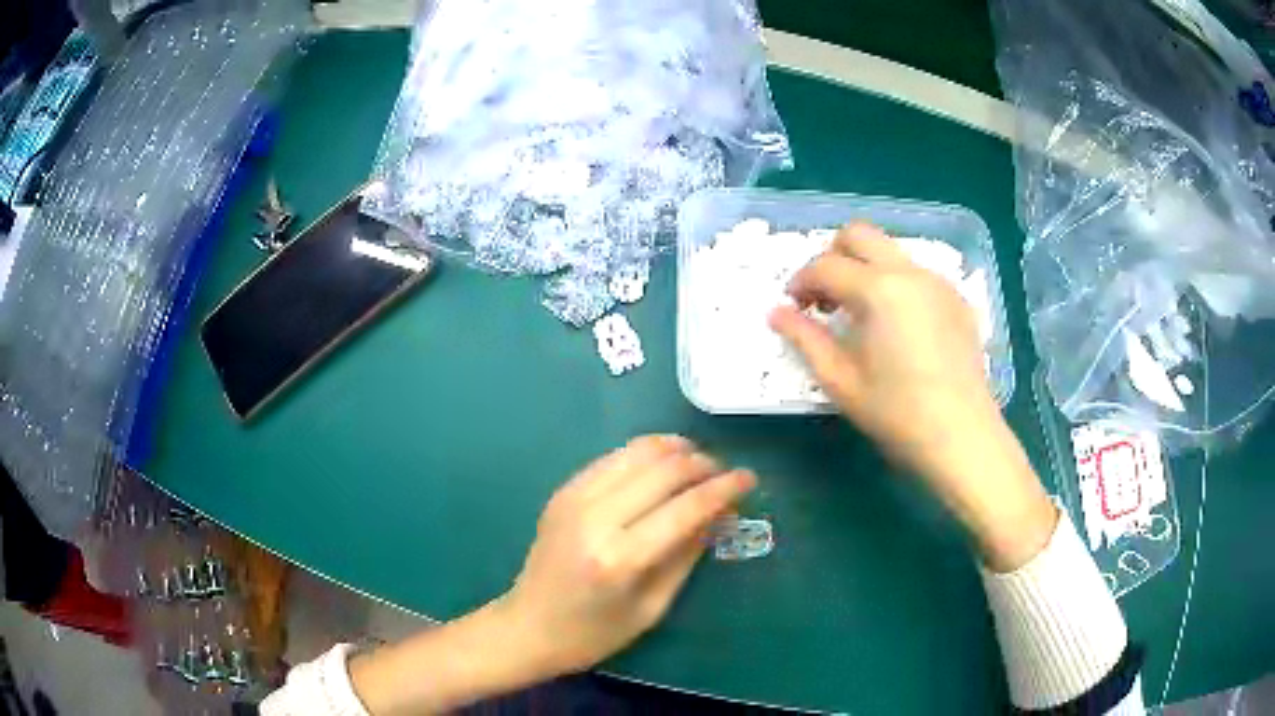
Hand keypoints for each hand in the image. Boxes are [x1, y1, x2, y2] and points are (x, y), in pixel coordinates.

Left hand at [497, 435, 755, 675]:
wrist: (528, 627)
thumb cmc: (595, 633)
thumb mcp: (652, 606)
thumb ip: (688, 554)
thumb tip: (721, 512)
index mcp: (620, 558)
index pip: (685, 507)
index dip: (723, 488)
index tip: (750, 478)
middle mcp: (595, 518)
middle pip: (662, 470)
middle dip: (702, 464)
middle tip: (725, 473)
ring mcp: (573, 499)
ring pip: (636, 452)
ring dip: (674, 450)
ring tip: (699, 461)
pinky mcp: (562, 492)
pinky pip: (611, 458)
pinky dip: (643, 454)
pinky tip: (661, 462)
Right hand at [770, 222, 1054, 571]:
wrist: (962, 437)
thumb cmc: (897, 414)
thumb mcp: (841, 381)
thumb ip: (805, 339)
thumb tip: (777, 313)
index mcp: (878, 289)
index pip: (825, 265)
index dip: (801, 282)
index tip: (793, 307)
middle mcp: (909, 272)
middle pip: (859, 235)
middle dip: (832, 256)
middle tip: (825, 297)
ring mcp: (938, 282)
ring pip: (890, 251)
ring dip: (865, 268)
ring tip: (860, 314)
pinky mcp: (956, 299)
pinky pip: (916, 273)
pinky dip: (894, 284)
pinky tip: (896, 326)